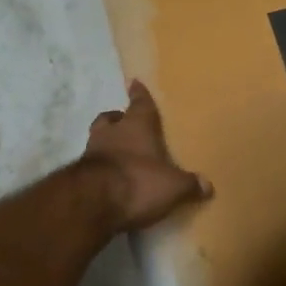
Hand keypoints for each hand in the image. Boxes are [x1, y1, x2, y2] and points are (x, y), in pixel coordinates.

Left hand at [82, 80, 212, 231]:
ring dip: (106, 143)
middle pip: (111, 118)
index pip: (140, 103)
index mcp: (137, 126)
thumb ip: (189, 184)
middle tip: (125, 123)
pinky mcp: (78, 174)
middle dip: (118, 119)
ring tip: (117, 153)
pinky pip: (91, 164)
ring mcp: (91, 152)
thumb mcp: (173, 187)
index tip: (135, 82)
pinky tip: (108, 178)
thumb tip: (207, 186)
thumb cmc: (138, 182)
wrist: (92, 203)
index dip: (139, 94)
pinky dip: (99, 168)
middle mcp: (111, 132)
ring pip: (98, 139)